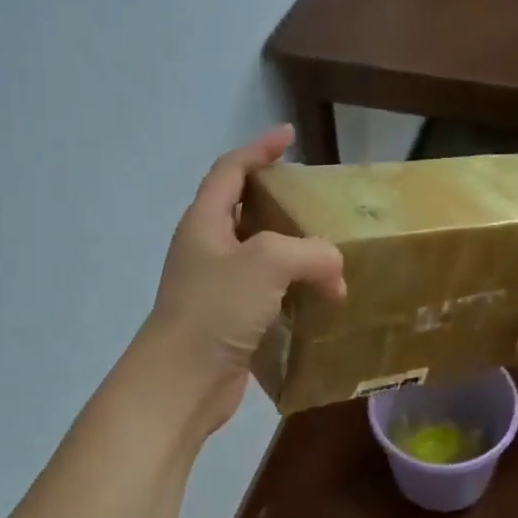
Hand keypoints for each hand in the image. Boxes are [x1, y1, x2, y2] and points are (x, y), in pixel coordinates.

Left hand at [139, 125, 345, 431]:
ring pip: (260, 258)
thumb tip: (334, 273)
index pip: (230, 170)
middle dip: (280, 203)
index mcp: (205, 222)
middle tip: (317, 204)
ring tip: (330, 257)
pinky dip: (292, 292)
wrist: (182, 381)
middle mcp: (207, 250)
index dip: (258, 149)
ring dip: (293, 255)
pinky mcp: (229, 322)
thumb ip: (311, 252)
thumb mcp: (268, 263)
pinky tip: (319, 301)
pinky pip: (266, 295)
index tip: (288, 135)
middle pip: (245, 212)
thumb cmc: (216, 310)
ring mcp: (216, 288)